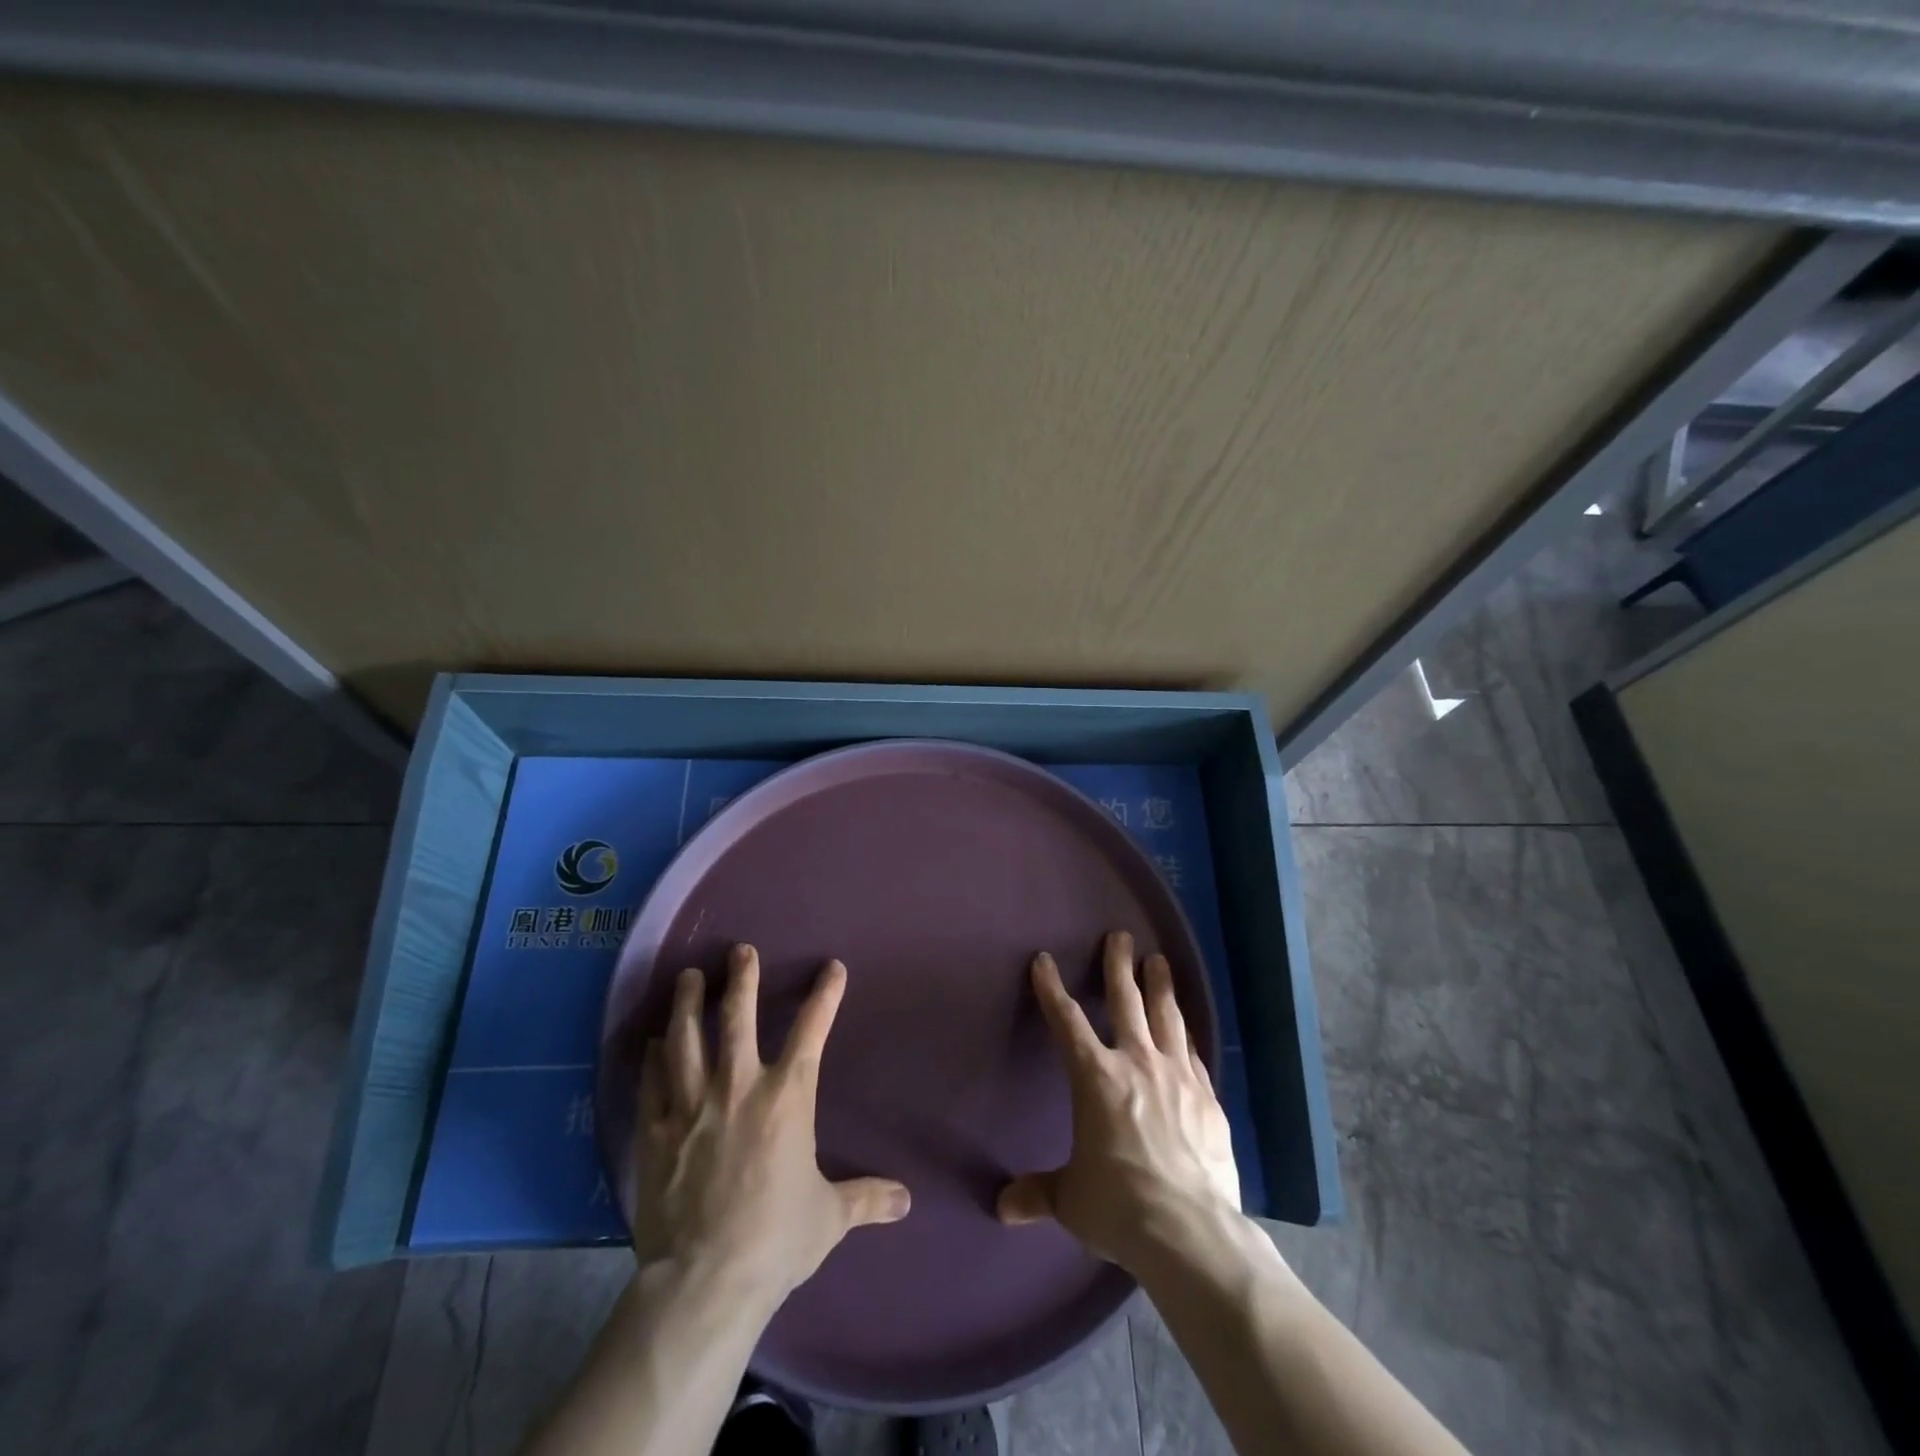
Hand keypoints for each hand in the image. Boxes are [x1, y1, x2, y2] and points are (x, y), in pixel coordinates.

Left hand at [633, 944, 911, 1305]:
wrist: (705, 1282)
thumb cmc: (775, 1240)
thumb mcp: (829, 1218)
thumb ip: (866, 1199)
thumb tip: (907, 1201)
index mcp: (787, 1098)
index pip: (811, 1031)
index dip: (825, 996)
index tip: (832, 968)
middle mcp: (739, 1087)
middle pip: (738, 1018)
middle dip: (740, 979)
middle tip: (739, 950)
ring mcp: (693, 1106)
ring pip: (687, 1039)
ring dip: (688, 1004)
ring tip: (686, 977)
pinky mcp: (657, 1132)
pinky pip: (654, 1082)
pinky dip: (654, 1058)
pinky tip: (654, 1042)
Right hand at [998, 931, 1239, 1274]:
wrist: (1191, 1232)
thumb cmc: (1119, 1205)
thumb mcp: (1071, 1200)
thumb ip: (1038, 1193)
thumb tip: (1003, 1208)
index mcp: (1096, 1077)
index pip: (1066, 1021)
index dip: (1051, 988)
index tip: (1043, 961)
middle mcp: (1137, 1063)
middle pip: (1127, 1001)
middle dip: (1119, 966)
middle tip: (1120, 936)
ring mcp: (1178, 1077)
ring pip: (1167, 1017)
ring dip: (1160, 985)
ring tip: (1159, 960)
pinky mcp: (1208, 1098)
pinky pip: (1193, 1054)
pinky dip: (1185, 1035)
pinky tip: (1187, 1029)